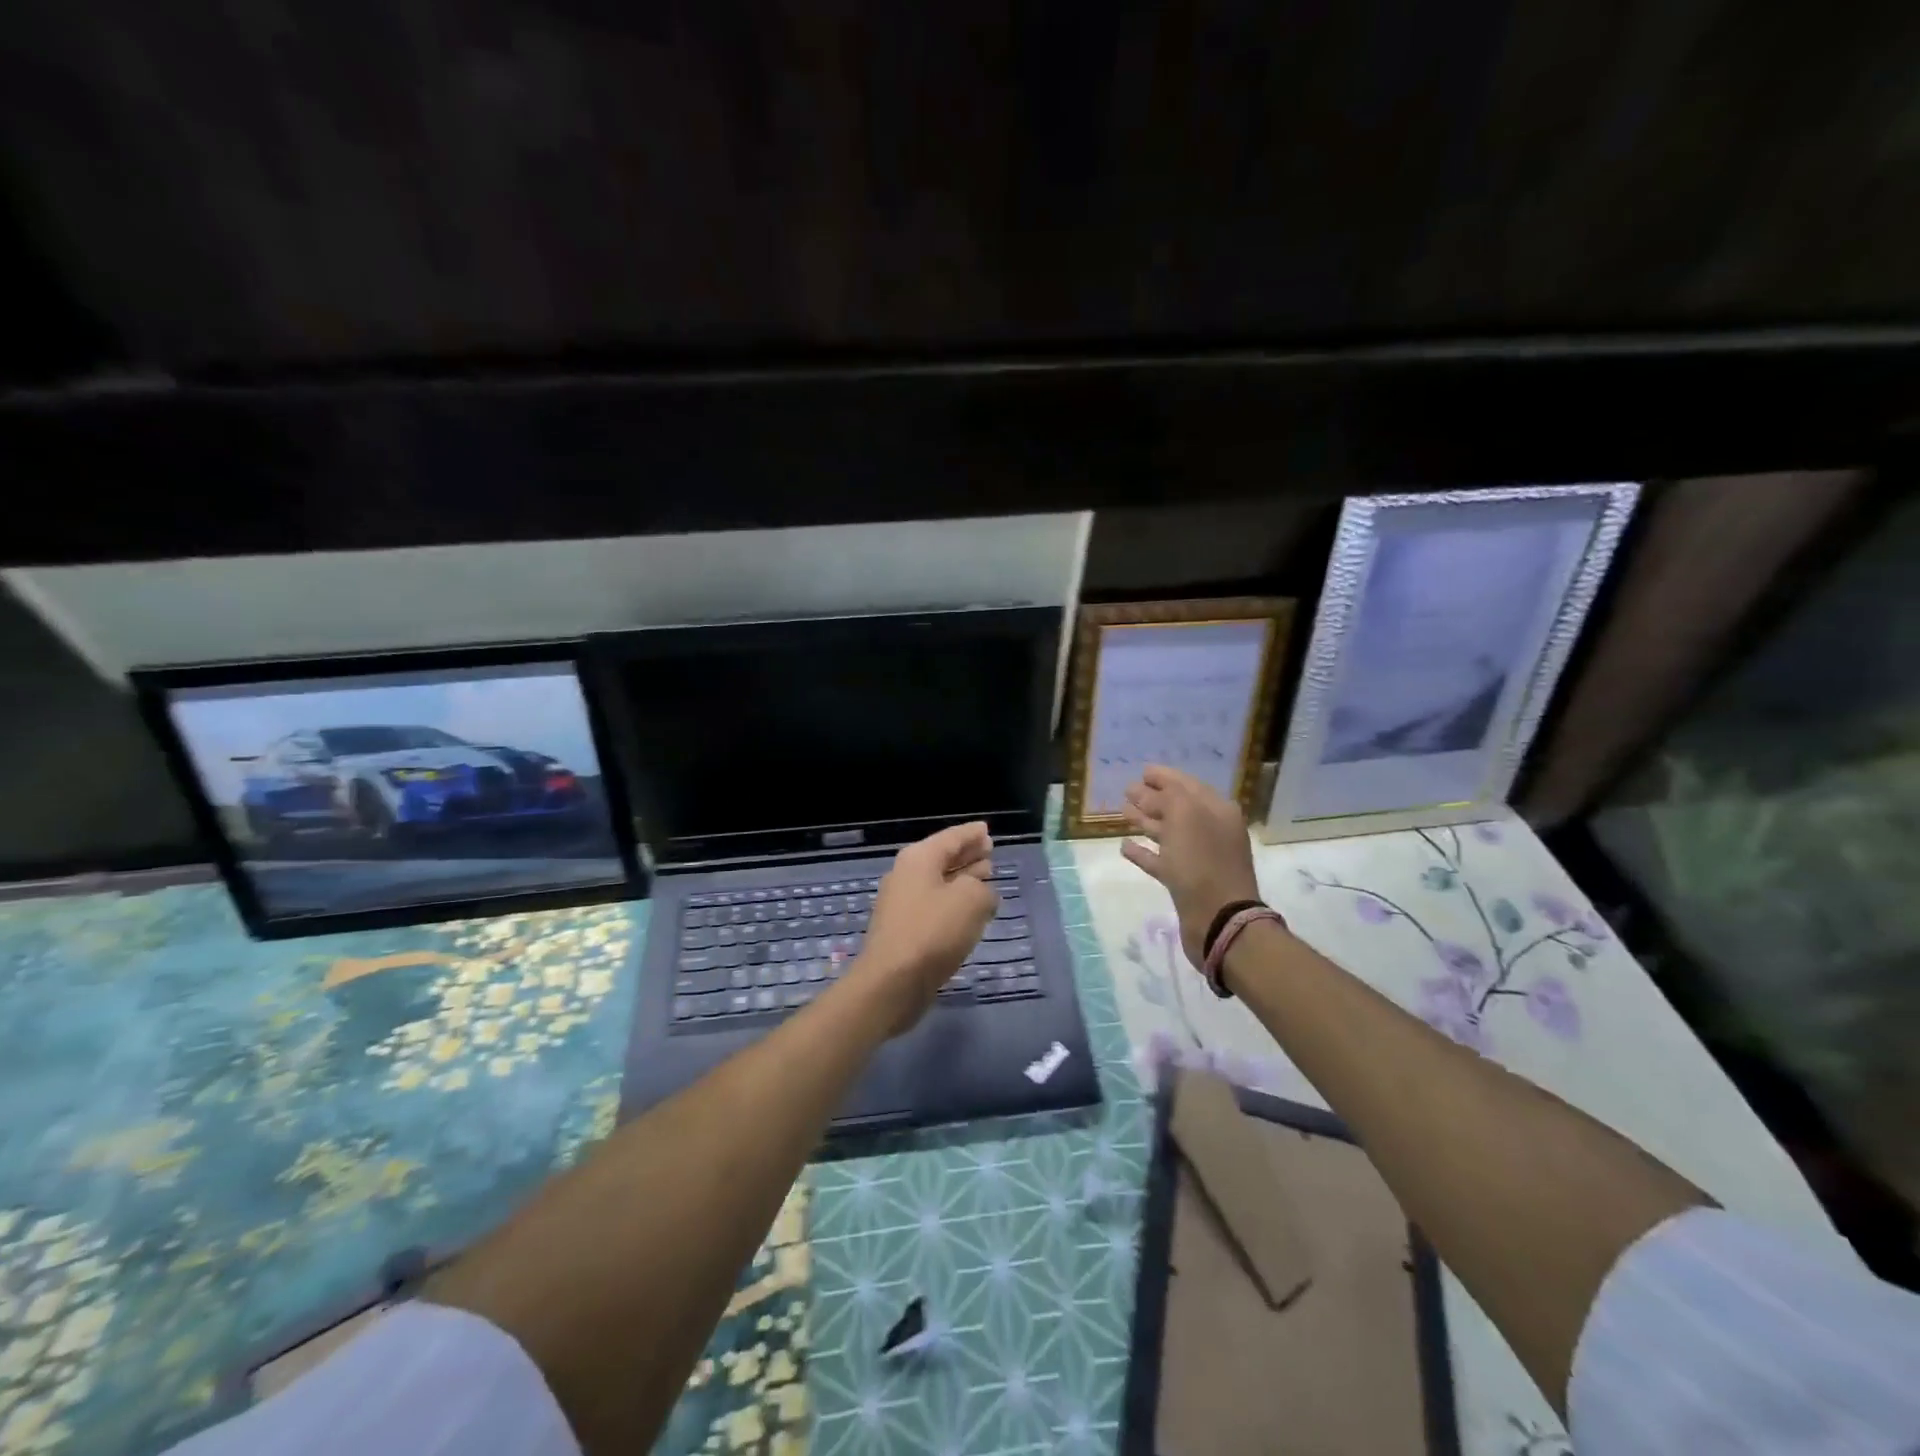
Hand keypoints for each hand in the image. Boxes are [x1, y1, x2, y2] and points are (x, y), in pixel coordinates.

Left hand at [851, 821, 998, 1035]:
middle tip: (989, 850)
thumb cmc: (932, 932)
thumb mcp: (971, 900)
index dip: (972, 833)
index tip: (987, 829)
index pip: (951, 837)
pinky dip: (954, 903)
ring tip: (986, 876)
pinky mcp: (904, 930)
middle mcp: (907, 875)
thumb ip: (983, 889)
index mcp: (919, 859)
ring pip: (939, 883)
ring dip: (963, 879)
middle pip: (942, 858)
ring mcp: (902, 904)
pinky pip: (935, 906)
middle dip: (967, 854)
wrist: (892, 982)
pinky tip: (970, 912)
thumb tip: (981, 894)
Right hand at [1121, 765, 1261, 967]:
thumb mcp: (1187, 815)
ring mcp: (1197, 857)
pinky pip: (1160, 860)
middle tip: (1127, 790)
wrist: (1219, 920)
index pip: (1187, 784)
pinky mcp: (1184, 882)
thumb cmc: (1202, 860)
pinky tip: (1125, 845)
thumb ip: (1170, 796)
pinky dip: (1143, 852)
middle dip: (1152, 797)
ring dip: (1145, 821)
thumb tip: (1152, 789)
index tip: (1142, 770)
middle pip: (1176, 807)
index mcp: (1216, 810)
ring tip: (1122, 811)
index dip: (1165, 776)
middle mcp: (1209, 830)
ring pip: (1167, 832)